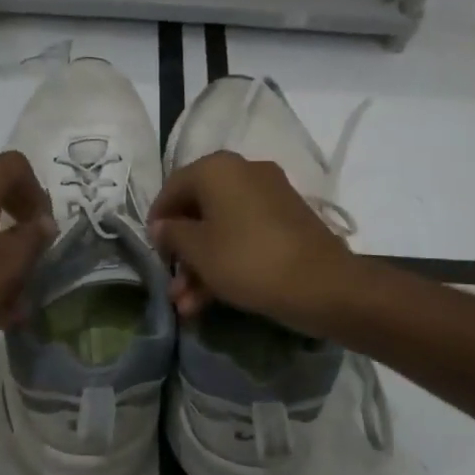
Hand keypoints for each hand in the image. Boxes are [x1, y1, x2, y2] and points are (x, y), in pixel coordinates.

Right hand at [148, 151, 357, 333]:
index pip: (173, 186)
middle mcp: (244, 172)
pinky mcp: (287, 221)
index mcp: (218, 168)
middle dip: (182, 253)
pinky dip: (227, 261)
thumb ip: (172, 234)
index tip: (152, 251)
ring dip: (201, 266)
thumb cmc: (247, 260)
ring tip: (187, 306)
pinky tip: (211, 300)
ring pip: (222, 228)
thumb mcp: (199, 250)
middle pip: (199, 210)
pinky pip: (245, 236)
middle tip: (172, 285)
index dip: (157, 219)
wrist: (322, 284)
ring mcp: (270, 196)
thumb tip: (161, 226)